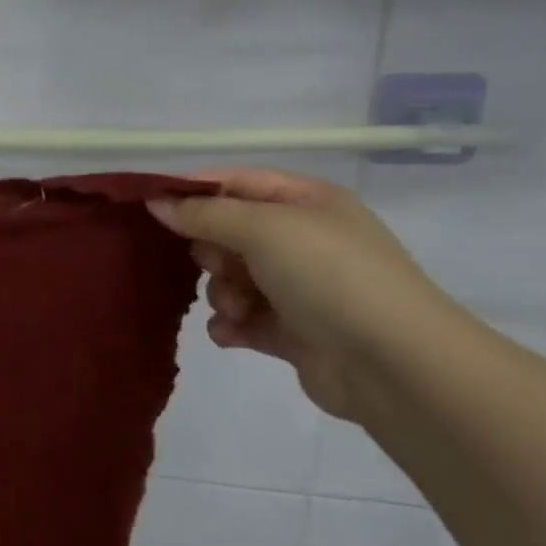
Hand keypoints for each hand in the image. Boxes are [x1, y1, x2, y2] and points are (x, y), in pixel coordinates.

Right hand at [148, 169, 460, 422]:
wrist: (393, 363)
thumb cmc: (330, 275)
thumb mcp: (263, 228)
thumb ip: (204, 214)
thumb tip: (156, 202)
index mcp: (306, 202)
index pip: (236, 182)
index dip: (194, 192)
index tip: (152, 208)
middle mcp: (304, 239)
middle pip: (229, 232)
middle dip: (211, 251)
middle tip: (215, 264)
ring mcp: (300, 287)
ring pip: (232, 278)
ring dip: (222, 292)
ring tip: (237, 308)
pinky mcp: (293, 331)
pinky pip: (244, 318)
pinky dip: (232, 325)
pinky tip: (232, 333)